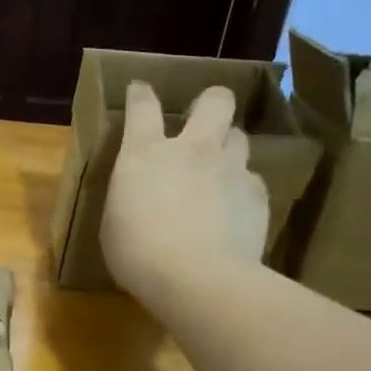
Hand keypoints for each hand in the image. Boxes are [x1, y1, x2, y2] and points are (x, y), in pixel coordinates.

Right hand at [101, 81, 268, 309]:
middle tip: (202, 121)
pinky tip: (234, 211)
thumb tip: (140, 195)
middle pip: (215, 101)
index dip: (142, 94)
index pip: (143, 106)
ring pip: (240, 137)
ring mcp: (230, 168)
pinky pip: (252, 179)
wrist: (197, 278)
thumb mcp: (114, 224)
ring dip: (228, 148)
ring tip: (220, 172)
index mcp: (145, 154)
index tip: (141, 91)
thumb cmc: (138, 255)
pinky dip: (242, 190)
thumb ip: (130, 197)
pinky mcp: (257, 194)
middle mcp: (192, 149)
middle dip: (210, 103)